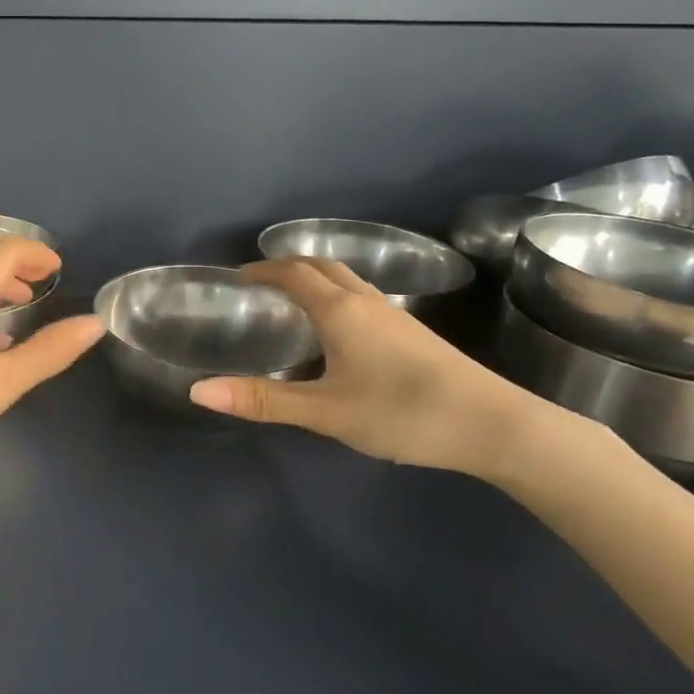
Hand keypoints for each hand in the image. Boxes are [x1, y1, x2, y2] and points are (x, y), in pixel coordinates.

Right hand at [188, 258, 550, 479]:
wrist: (496, 426)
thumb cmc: (403, 412)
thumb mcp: (324, 411)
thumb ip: (262, 400)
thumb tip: (197, 390)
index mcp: (340, 310)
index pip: (292, 272)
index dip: (262, 269)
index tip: (236, 277)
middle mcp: (366, 302)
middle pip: (322, 267)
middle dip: (287, 267)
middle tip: (259, 286)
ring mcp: (395, 316)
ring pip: (347, 282)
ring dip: (315, 281)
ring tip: (291, 304)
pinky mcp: (414, 335)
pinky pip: (363, 299)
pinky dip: (336, 298)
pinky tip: (337, 335)